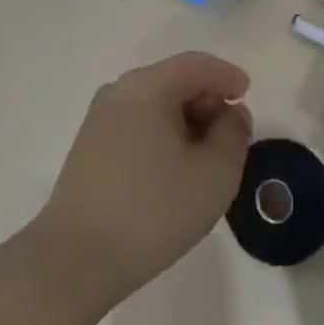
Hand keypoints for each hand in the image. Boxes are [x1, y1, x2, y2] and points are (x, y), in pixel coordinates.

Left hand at [35, 52, 251, 307]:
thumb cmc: (152, 211)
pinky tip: (173, 171)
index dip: (228, 76)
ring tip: (204, 160)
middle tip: (230, 138)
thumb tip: (230, 114)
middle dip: (208, 101)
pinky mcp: (89, 146)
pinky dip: (163, 134)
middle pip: (174, 80)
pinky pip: (137, 123)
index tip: (247, 98)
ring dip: (186, 121)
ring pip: (155, 103)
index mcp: (148, 87)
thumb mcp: (215, 174)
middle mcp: (119, 92)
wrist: (76, 260)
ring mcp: (99, 119)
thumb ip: (234, 135)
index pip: (197, 65)